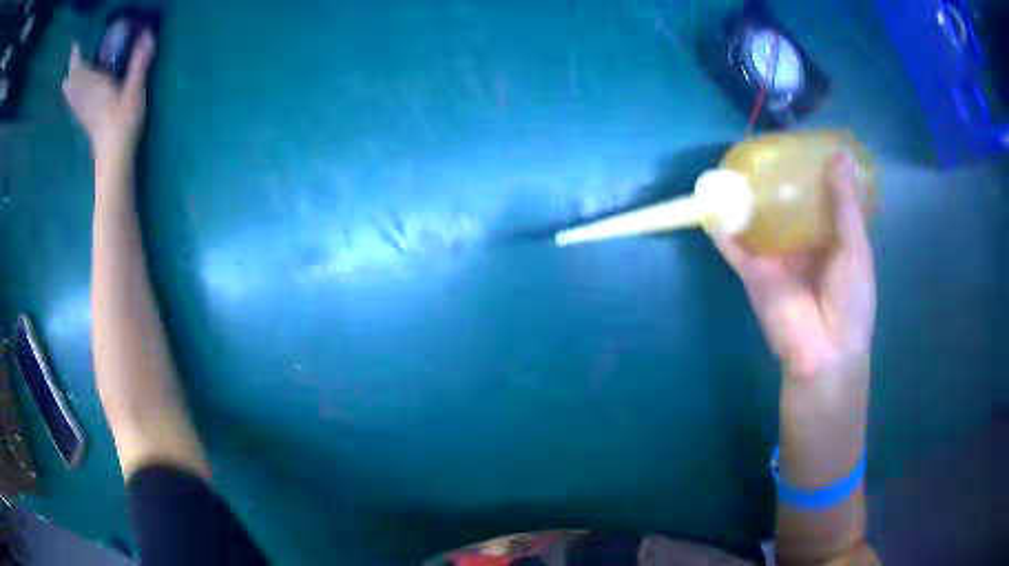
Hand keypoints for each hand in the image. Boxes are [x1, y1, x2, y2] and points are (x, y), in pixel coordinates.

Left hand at [62, 32, 155, 163]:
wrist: (114, 157)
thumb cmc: (123, 122)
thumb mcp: (135, 89)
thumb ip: (139, 61)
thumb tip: (147, 32)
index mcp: (92, 85)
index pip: (78, 67)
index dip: (76, 54)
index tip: (75, 43)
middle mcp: (82, 96)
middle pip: (71, 79)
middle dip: (72, 67)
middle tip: (76, 53)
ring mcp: (81, 109)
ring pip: (69, 91)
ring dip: (70, 80)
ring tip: (72, 71)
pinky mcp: (83, 118)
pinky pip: (72, 101)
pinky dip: (71, 92)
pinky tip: (72, 91)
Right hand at [712, 153, 875, 379]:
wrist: (825, 352)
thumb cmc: (851, 300)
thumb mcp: (856, 247)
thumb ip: (845, 204)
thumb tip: (838, 156)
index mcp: (827, 236)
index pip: (814, 196)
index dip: (806, 171)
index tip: (797, 143)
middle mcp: (799, 242)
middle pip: (782, 205)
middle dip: (772, 179)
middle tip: (761, 146)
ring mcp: (774, 257)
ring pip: (755, 220)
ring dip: (742, 197)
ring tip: (731, 164)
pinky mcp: (752, 272)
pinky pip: (734, 245)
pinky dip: (719, 226)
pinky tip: (708, 200)